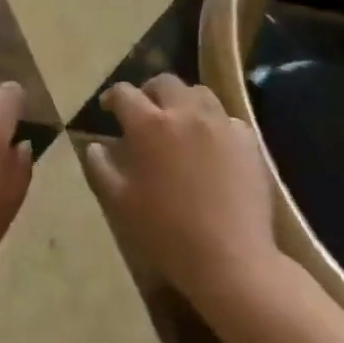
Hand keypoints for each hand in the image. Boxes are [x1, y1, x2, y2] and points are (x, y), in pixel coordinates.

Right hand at [83, 74, 284, 320]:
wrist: (231, 260)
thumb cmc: (167, 232)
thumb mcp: (121, 203)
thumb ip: (101, 168)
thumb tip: (95, 146)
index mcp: (149, 124)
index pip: (124, 94)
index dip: (112, 97)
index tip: (108, 108)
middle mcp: (185, 113)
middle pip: (164, 82)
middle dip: (149, 91)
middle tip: (144, 110)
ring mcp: (220, 124)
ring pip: (199, 93)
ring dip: (183, 100)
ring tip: (179, 120)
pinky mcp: (248, 141)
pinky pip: (227, 119)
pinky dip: (215, 123)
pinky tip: (212, 143)